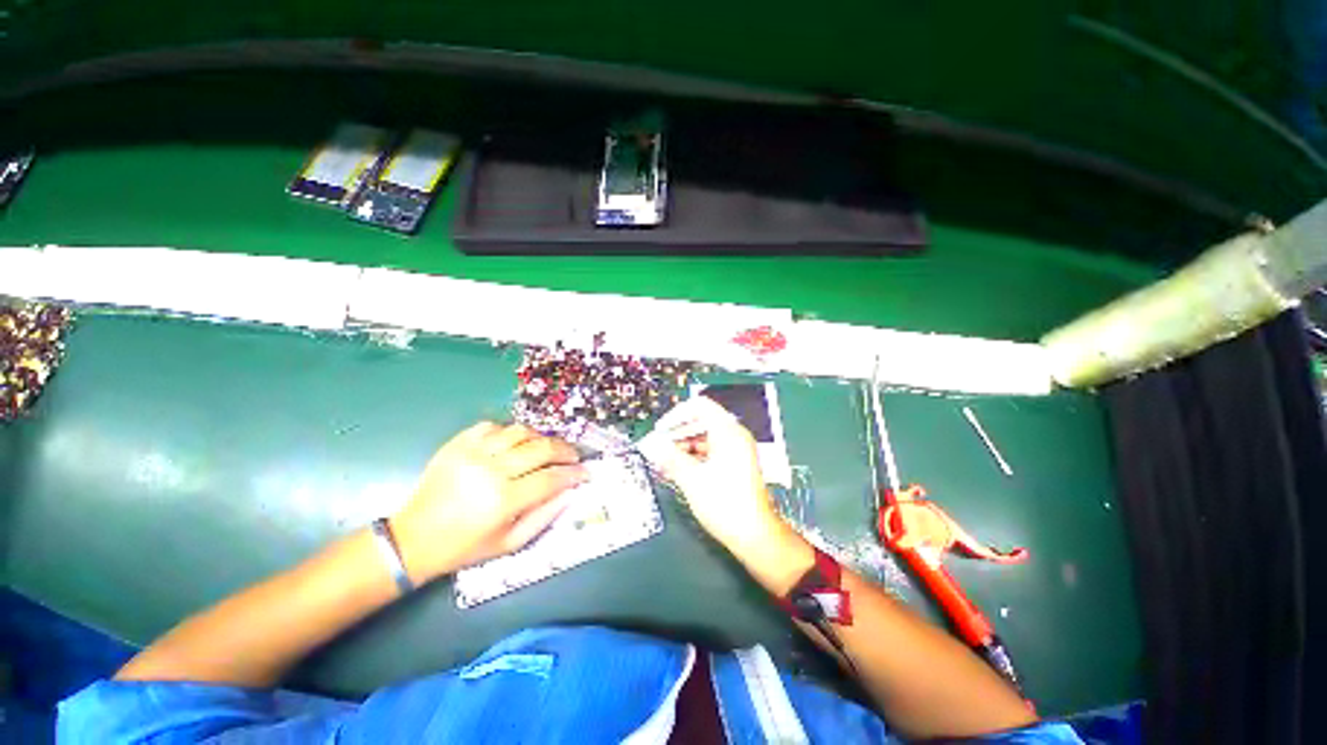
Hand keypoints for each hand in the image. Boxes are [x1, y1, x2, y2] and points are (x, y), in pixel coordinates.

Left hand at [389, 422, 586, 583]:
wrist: (412, 538)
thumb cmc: (465, 547)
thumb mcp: (509, 544)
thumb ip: (545, 516)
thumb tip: (571, 491)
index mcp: (503, 501)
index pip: (551, 478)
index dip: (574, 473)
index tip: (586, 472)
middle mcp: (491, 471)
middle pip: (541, 449)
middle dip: (565, 451)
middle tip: (574, 456)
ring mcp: (473, 453)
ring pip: (521, 431)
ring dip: (541, 438)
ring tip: (547, 448)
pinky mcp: (458, 443)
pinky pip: (493, 426)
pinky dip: (510, 431)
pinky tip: (515, 443)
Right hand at [639, 397, 786, 554]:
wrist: (755, 535)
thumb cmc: (725, 504)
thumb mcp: (692, 479)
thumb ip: (669, 457)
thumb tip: (649, 443)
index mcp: (728, 432)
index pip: (699, 406)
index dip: (677, 414)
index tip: (661, 431)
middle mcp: (734, 435)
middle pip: (701, 421)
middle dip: (678, 432)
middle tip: (659, 448)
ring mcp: (737, 449)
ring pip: (705, 437)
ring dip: (684, 446)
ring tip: (665, 462)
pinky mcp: (736, 463)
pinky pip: (711, 450)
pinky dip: (694, 456)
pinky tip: (679, 470)